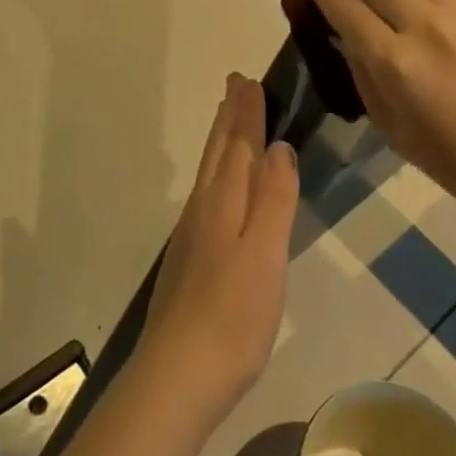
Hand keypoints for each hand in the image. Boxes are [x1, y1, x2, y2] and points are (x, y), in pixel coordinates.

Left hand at [137, 75, 298, 431]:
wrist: (177, 376)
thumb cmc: (232, 315)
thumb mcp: (265, 254)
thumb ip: (273, 199)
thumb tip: (278, 146)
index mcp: (223, 202)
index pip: (239, 144)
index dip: (248, 112)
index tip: (250, 79)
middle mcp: (203, 209)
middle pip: (219, 152)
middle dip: (229, 117)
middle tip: (235, 84)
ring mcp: (192, 235)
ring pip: (210, 172)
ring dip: (221, 141)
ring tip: (228, 121)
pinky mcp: (190, 260)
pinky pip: (207, 195)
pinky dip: (217, 173)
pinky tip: (220, 189)